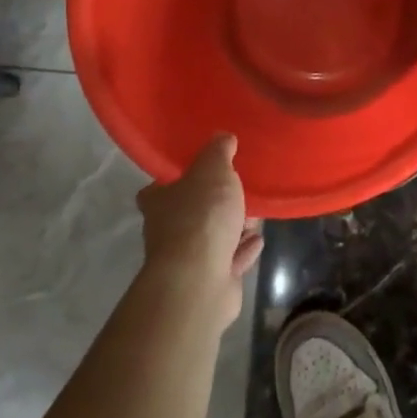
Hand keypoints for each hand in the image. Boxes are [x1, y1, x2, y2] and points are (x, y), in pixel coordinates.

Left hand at [136, 136, 263, 325]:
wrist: (200, 279)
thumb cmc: (201, 216)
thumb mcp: (213, 170)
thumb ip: (218, 152)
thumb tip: (221, 136)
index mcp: (159, 203)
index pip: (158, 189)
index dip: (176, 181)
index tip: (199, 173)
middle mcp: (167, 232)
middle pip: (190, 213)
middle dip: (215, 204)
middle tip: (239, 191)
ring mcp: (187, 260)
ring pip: (212, 237)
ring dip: (233, 228)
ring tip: (255, 215)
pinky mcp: (208, 281)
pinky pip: (229, 259)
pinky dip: (242, 250)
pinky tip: (258, 240)